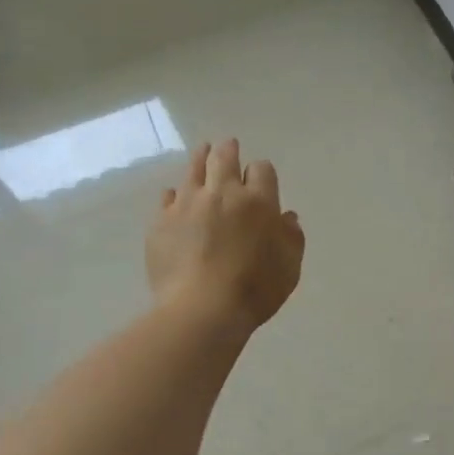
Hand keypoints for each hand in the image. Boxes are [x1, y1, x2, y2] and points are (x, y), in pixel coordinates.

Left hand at [147, 139, 304, 330]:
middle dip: (228, 150)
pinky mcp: (161, 222)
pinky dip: (175, 194)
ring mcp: (188, 205)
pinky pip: (168, 198)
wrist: (202, 309)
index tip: (260, 179)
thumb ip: (291, 238)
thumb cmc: (255, 289)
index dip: (262, 172)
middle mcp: (222, 194)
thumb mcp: (289, 267)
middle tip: (228, 145)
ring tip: (203, 152)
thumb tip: (286, 218)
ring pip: (193, 170)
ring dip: (200, 158)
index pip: (262, 170)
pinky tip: (176, 197)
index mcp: (258, 201)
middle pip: (224, 159)